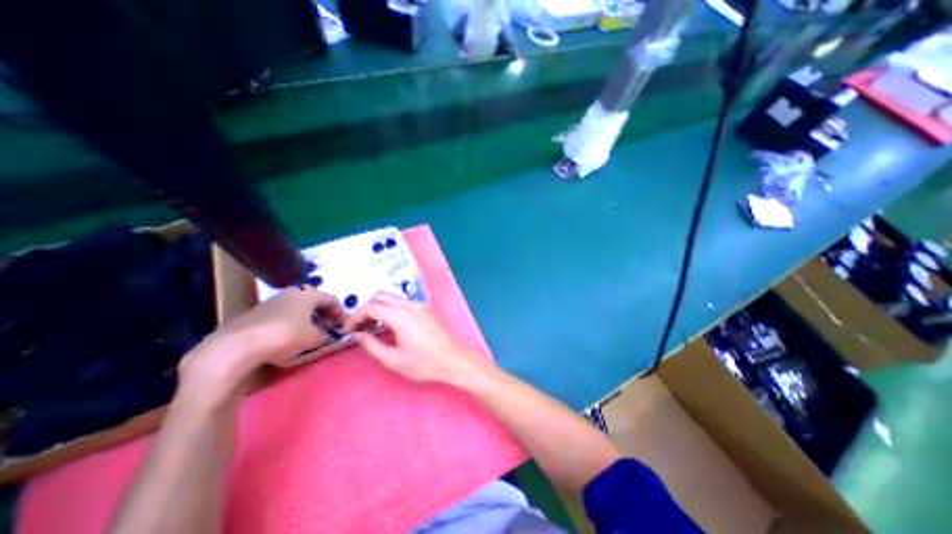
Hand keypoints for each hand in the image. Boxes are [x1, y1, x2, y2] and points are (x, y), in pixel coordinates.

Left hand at [177, 289, 346, 399]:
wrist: (237, 347)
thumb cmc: (285, 335)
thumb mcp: (314, 337)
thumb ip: (326, 334)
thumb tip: (328, 334)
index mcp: (308, 294)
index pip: (332, 300)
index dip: (341, 313)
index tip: (345, 326)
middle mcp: (292, 293)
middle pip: (315, 302)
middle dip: (325, 316)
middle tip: (331, 329)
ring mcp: (273, 302)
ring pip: (299, 309)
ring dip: (310, 320)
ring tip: (313, 334)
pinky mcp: (258, 314)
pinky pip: (285, 315)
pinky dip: (294, 324)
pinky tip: (292, 338)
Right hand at [345, 293, 490, 382]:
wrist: (454, 360)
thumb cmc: (424, 363)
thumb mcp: (393, 359)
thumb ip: (372, 345)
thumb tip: (358, 335)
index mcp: (401, 316)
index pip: (372, 307)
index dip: (356, 317)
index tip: (347, 330)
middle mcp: (410, 305)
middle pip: (381, 297)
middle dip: (367, 309)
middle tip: (359, 328)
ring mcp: (420, 306)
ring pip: (392, 299)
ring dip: (379, 309)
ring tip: (371, 329)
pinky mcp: (425, 310)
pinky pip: (402, 304)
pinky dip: (391, 310)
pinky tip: (388, 326)